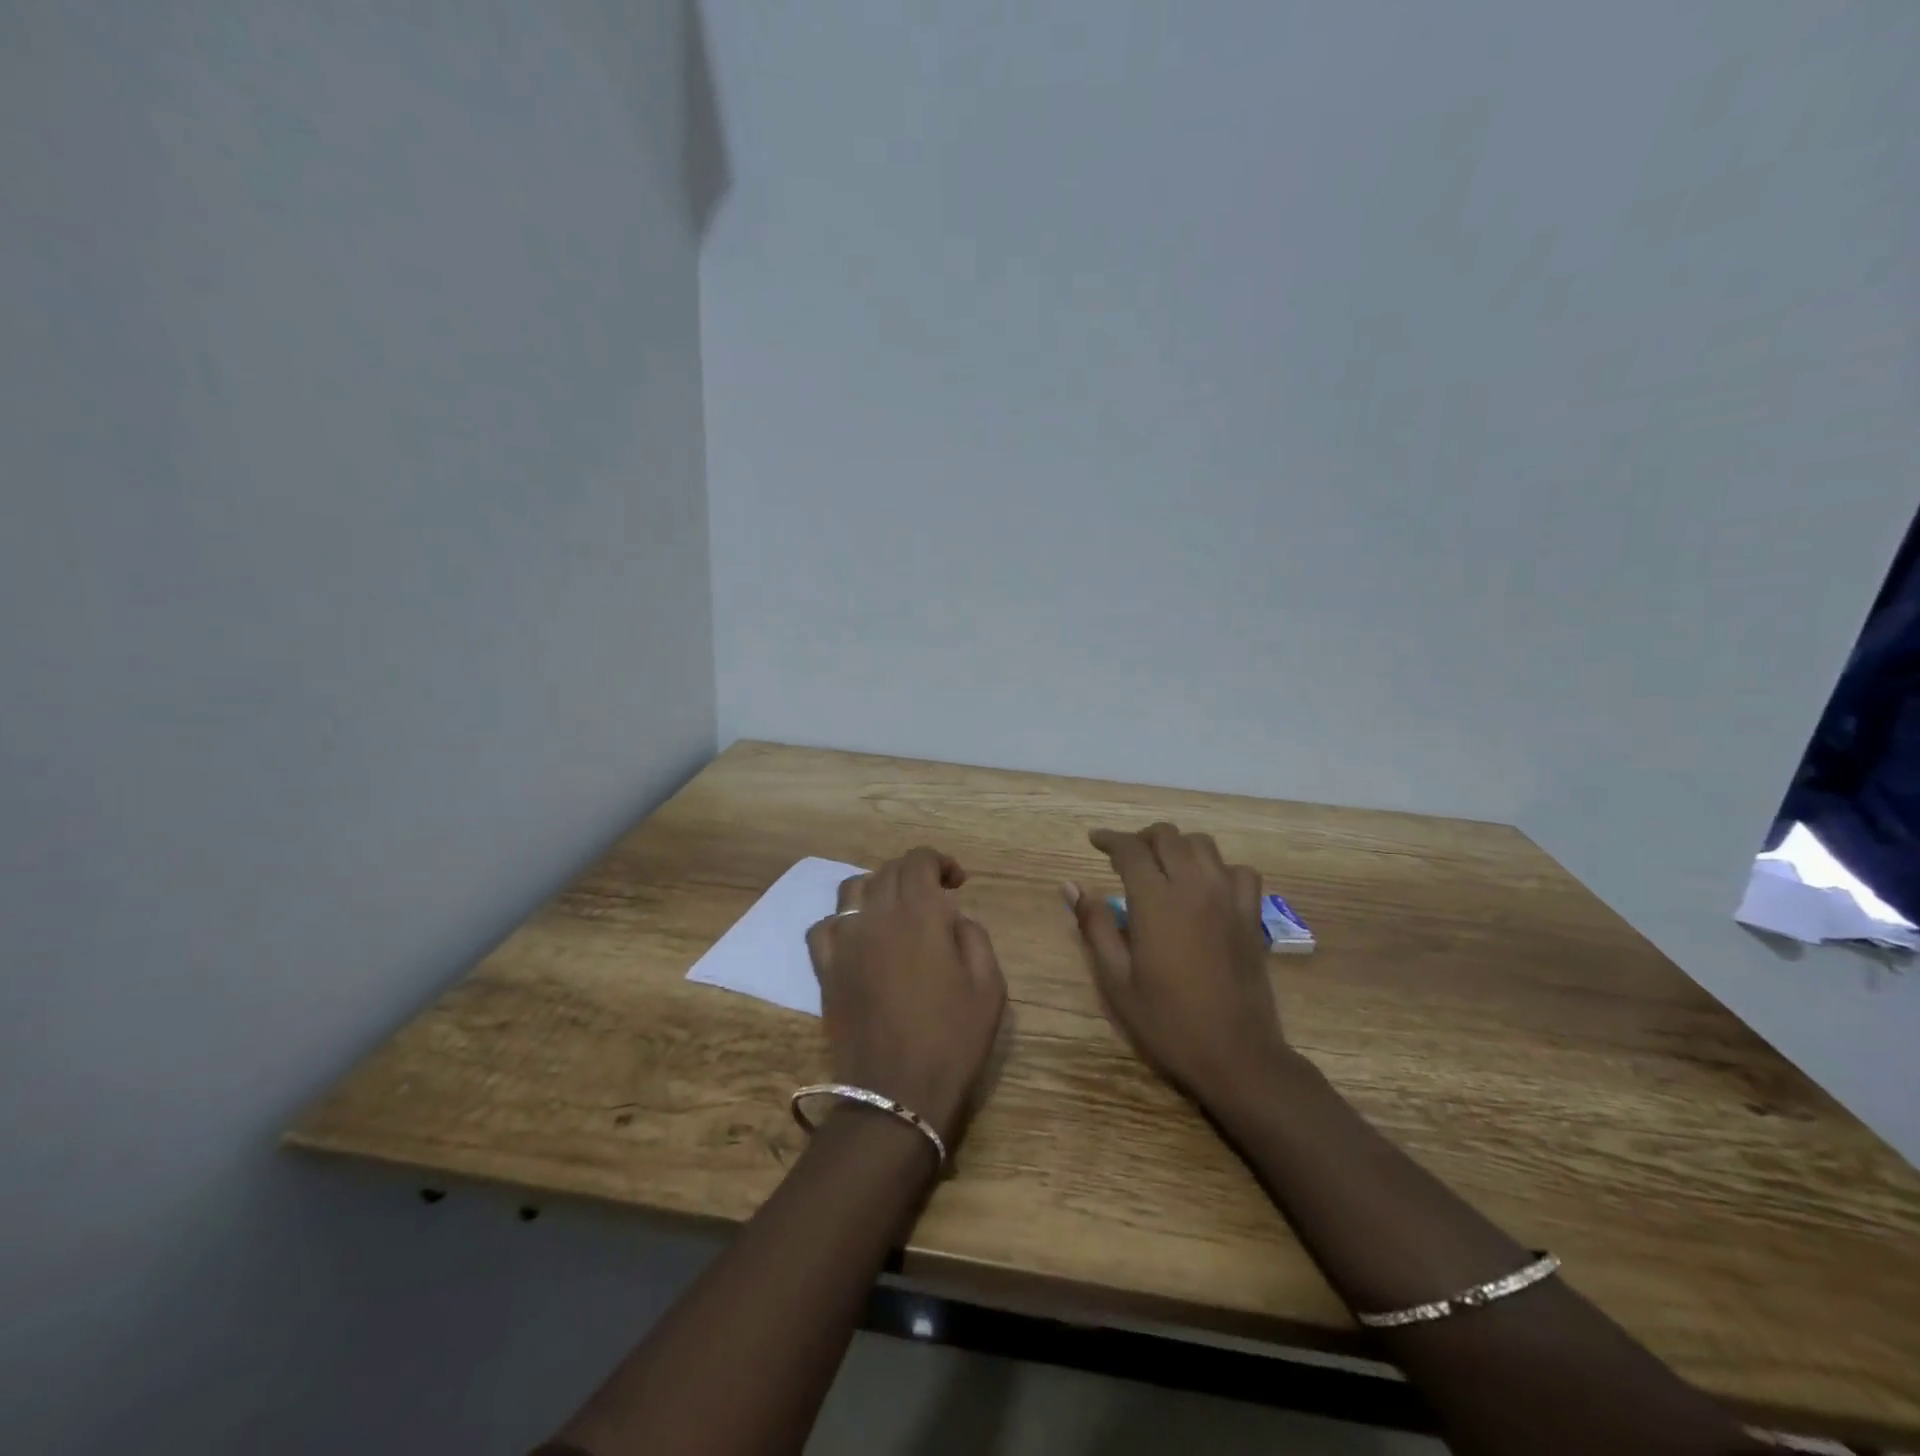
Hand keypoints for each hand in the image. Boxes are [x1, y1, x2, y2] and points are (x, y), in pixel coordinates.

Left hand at [806, 847, 1007, 1145]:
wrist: (897, 1093)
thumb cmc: (953, 1039)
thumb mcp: (990, 986)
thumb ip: (974, 937)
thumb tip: (952, 918)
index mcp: (920, 914)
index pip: (919, 860)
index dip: (939, 862)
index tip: (957, 883)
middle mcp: (877, 916)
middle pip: (888, 871)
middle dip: (914, 873)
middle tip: (934, 897)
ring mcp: (845, 942)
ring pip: (852, 890)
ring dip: (877, 889)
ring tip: (894, 911)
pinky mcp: (825, 970)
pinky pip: (824, 928)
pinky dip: (842, 922)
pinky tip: (858, 939)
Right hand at [1067, 823, 1289, 1109]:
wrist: (1236, 1055)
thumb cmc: (1167, 1022)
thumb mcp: (1116, 980)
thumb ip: (1094, 926)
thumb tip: (1071, 886)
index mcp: (1156, 901)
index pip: (1130, 849)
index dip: (1109, 839)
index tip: (1094, 841)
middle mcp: (1194, 887)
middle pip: (1167, 836)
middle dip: (1141, 838)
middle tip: (1124, 858)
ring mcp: (1228, 898)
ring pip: (1203, 845)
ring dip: (1177, 846)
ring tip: (1162, 867)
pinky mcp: (1251, 915)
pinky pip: (1239, 871)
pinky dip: (1218, 868)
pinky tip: (1207, 887)